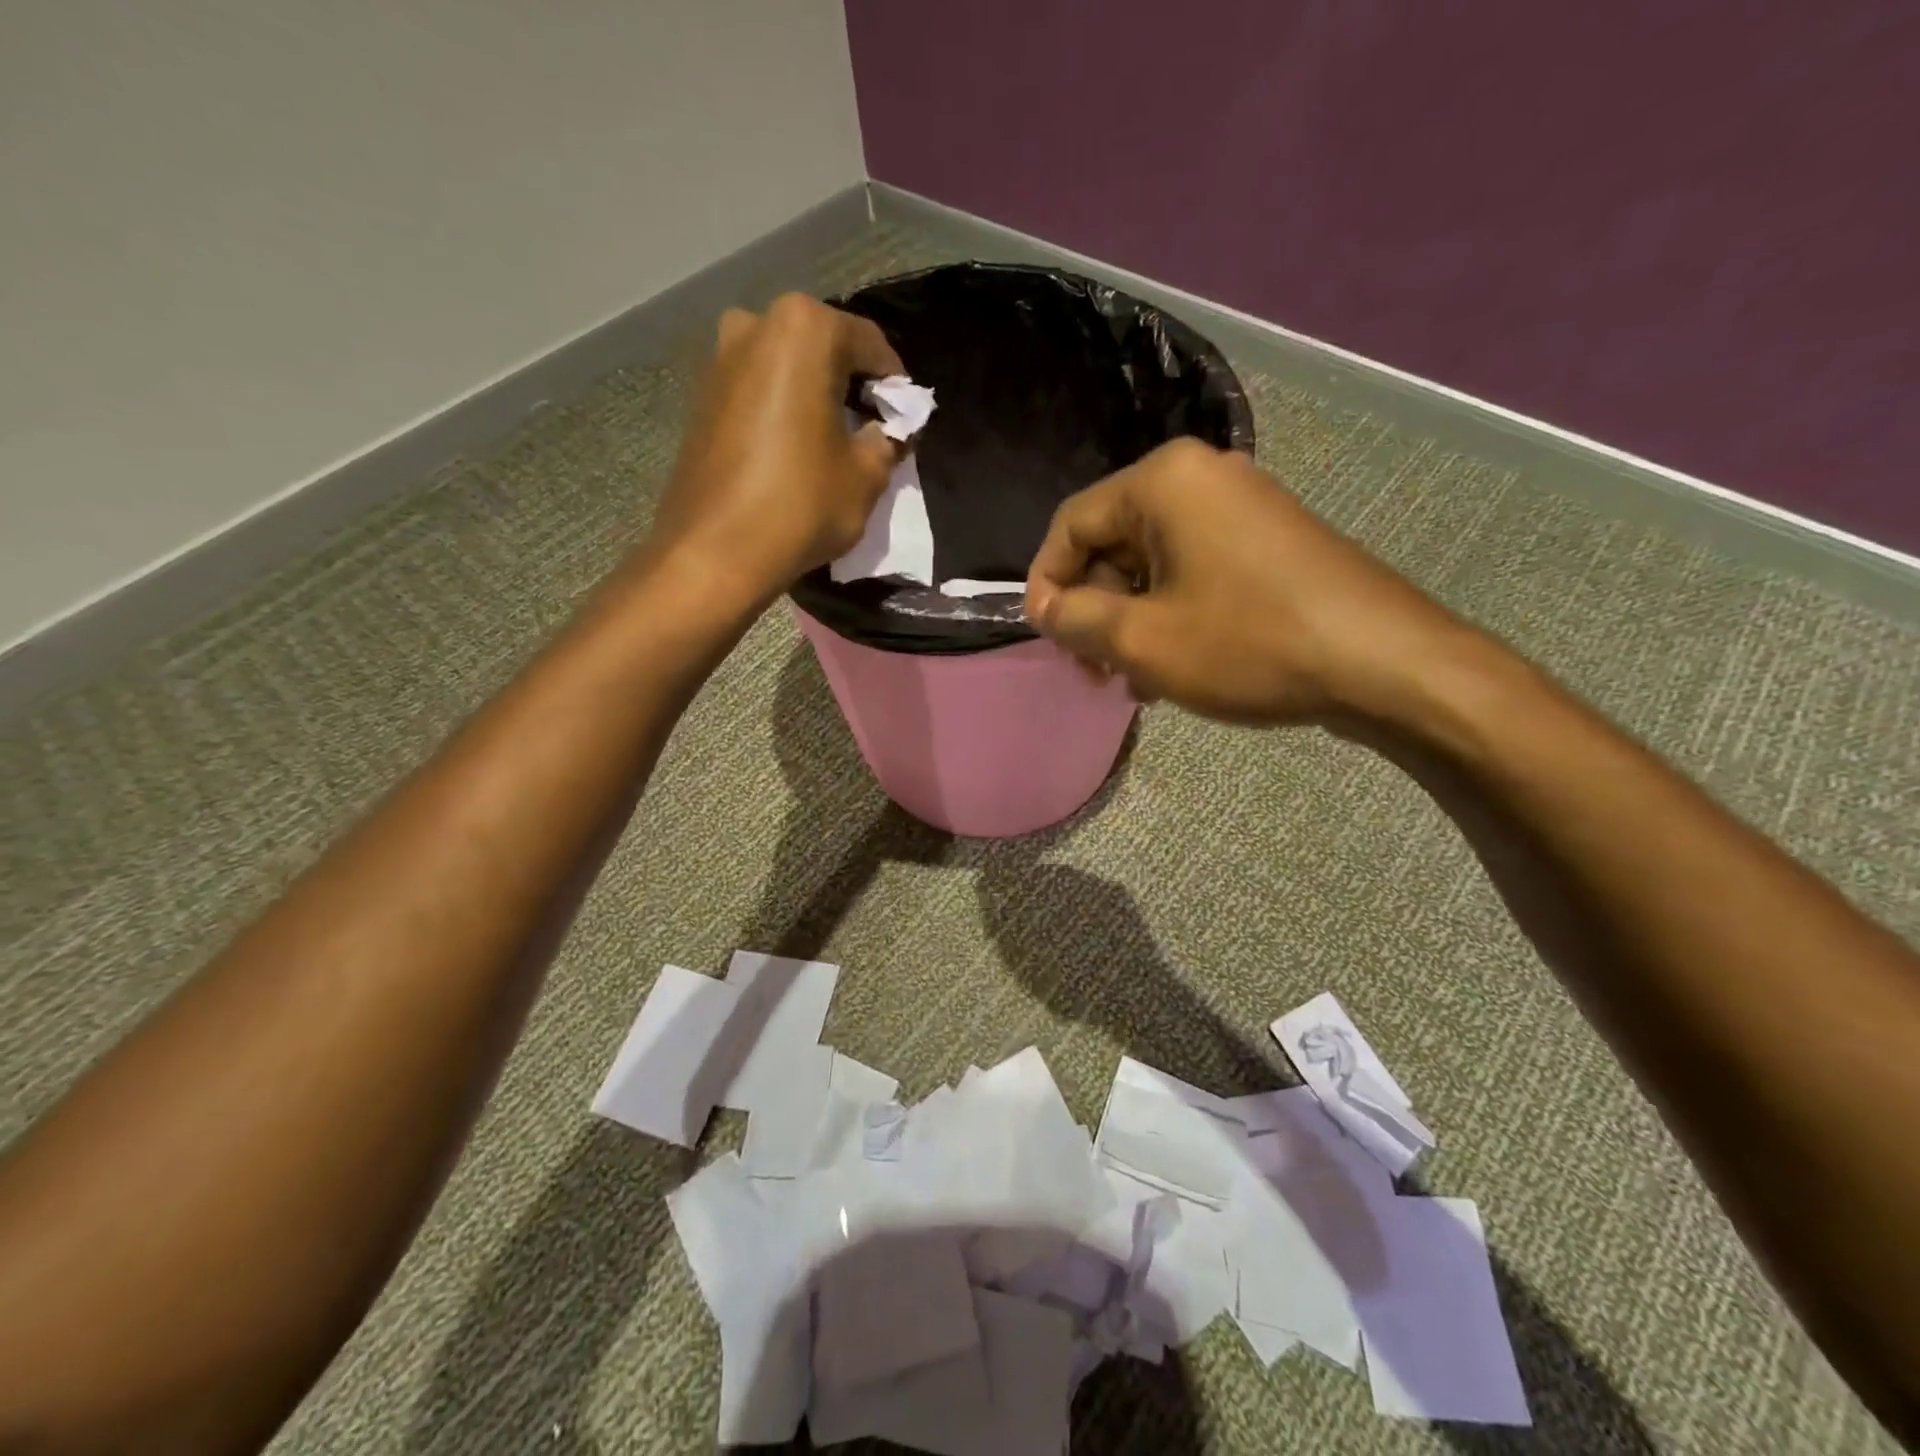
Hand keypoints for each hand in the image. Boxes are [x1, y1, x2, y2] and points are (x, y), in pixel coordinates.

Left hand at [646, 294, 904, 602]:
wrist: (714, 551)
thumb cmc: (801, 504)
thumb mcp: (866, 476)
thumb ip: (888, 440)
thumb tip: (888, 431)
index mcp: (804, 329)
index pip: (870, 344)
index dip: (895, 383)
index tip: (906, 417)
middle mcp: (755, 325)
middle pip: (823, 348)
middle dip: (851, 384)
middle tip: (872, 427)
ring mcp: (719, 359)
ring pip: (787, 368)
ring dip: (815, 395)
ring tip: (834, 441)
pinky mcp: (700, 396)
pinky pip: (758, 390)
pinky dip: (783, 409)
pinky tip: (796, 449)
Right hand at [1024, 438, 1469, 724]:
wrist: (1384, 663)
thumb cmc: (1249, 643)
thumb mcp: (1142, 639)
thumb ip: (1076, 618)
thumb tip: (1044, 608)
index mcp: (1163, 481)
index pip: (1070, 524)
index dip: (1047, 585)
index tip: (1049, 641)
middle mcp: (1201, 478)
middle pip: (1112, 542)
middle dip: (1095, 610)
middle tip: (1096, 670)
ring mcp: (1241, 507)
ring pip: (1153, 564)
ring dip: (1132, 621)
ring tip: (1137, 681)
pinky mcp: (1268, 541)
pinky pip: (1194, 572)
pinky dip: (1172, 615)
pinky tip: (1176, 668)